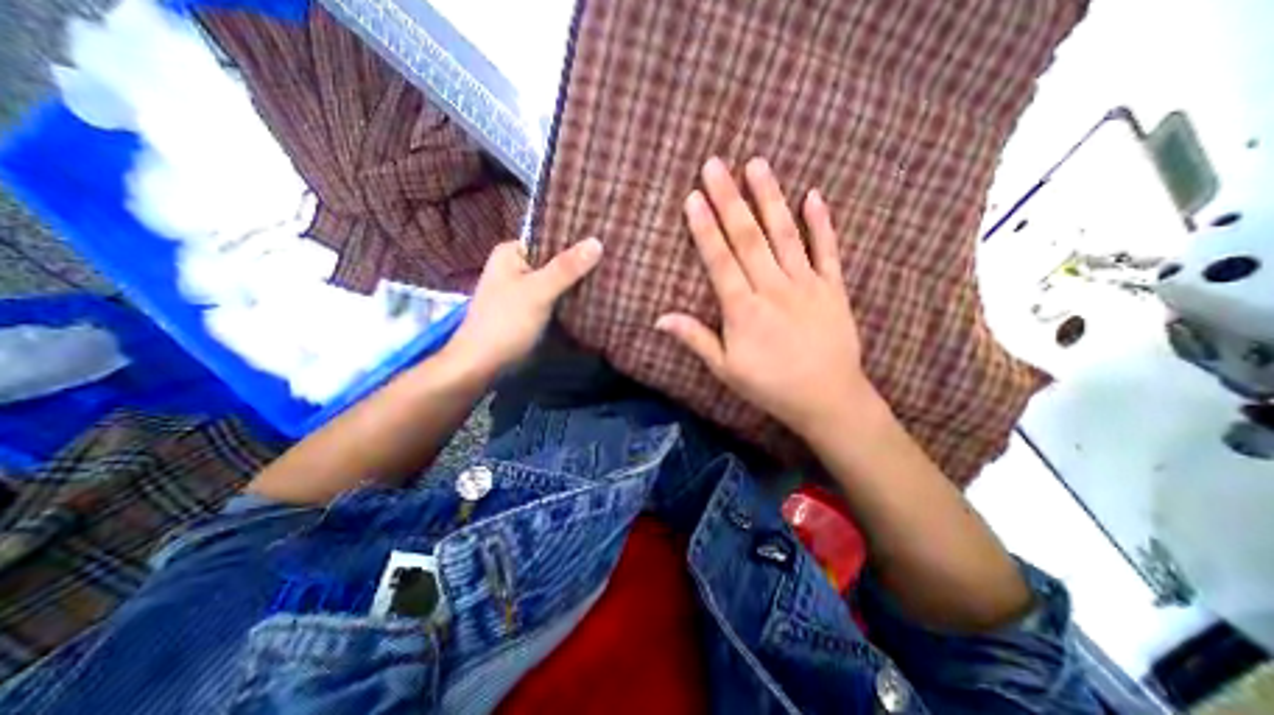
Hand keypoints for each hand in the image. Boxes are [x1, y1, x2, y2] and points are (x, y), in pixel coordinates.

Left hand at [445, 238, 602, 378]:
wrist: (483, 364)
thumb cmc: (505, 322)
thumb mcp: (537, 291)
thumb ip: (566, 268)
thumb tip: (597, 241)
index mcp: (511, 253)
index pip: (550, 238)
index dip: (576, 240)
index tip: (605, 240)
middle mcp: (517, 267)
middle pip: (555, 260)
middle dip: (580, 264)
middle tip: (613, 260)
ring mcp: (524, 290)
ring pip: (557, 280)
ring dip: (578, 282)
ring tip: (610, 275)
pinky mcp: (531, 309)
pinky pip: (556, 297)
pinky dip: (571, 297)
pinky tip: (594, 296)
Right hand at [655, 157, 876, 436]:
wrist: (827, 398)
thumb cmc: (770, 386)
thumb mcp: (726, 369)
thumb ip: (695, 339)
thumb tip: (660, 319)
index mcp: (743, 309)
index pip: (720, 260)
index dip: (705, 228)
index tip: (693, 197)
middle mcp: (772, 288)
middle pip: (748, 238)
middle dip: (729, 200)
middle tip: (715, 165)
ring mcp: (806, 285)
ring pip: (785, 234)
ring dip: (770, 198)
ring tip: (757, 164)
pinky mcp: (833, 288)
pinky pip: (828, 250)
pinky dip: (822, 223)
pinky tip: (814, 195)